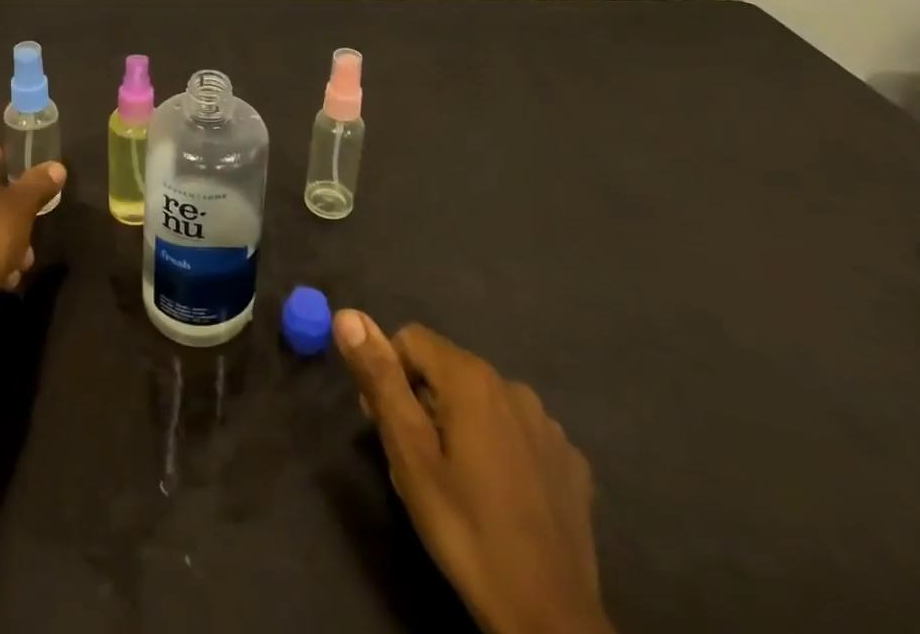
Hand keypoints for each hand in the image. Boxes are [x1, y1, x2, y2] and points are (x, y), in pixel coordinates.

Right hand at [335, 311, 612, 633]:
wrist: (551, 620)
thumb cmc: (467, 530)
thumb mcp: (409, 455)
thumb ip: (380, 379)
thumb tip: (348, 315)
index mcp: (471, 378)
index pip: (411, 339)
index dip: (389, 374)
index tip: (384, 424)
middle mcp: (512, 386)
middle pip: (447, 370)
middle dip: (423, 402)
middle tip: (414, 463)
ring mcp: (548, 425)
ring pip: (484, 403)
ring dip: (461, 426)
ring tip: (455, 485)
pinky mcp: (570, 462)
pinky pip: (519, 434)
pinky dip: (500, 450)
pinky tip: (500, 497)